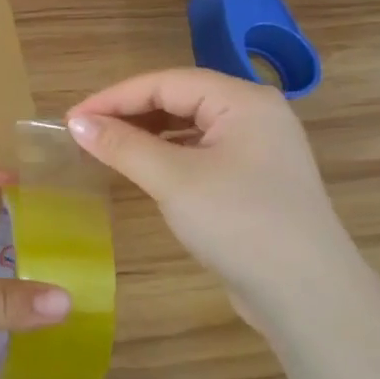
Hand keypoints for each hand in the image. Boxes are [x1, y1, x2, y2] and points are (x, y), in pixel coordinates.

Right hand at [65, 68, 365, 325]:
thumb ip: (123, 146)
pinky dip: (167, 155)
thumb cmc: (240, 224)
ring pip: (190, 126)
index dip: (114, 97)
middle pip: (180, 99)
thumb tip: (76, 123)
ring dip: (146, 134)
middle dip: (129, 113)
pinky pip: (201, 152)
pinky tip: (144, 170)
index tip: (72, 119)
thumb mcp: (174, 180)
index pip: (166, 82)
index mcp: (243, 101)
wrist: (307, 296)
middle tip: (84, 133)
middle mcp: (255, 115)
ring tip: (106, 148)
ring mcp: (259, 149)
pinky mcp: (254, 180)